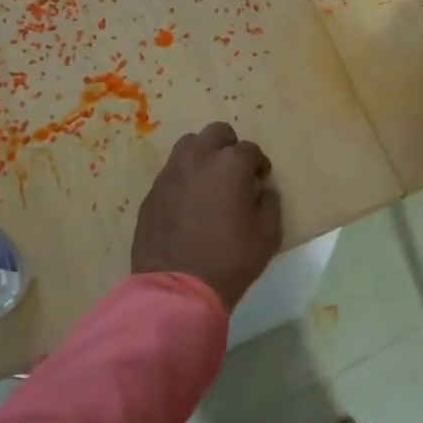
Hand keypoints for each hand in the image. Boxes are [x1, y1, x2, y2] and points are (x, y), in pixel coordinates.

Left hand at [131, 122, 282, 311]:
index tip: (261, 180)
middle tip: (234, 173)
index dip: (259, 165)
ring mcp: (170, 174)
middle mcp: (199, 158)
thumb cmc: (231, 259)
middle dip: (229, 147)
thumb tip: (263, 191)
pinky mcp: (152, 193)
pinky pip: (171, 174)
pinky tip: (188, 204)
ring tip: (209, 183)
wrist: (178, 288)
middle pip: (216, 133)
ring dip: (203, 156)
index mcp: (230, 164)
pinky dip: (183, 179)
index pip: (250, 150)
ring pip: (188, 146)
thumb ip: (270, 204)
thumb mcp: (268, 234)